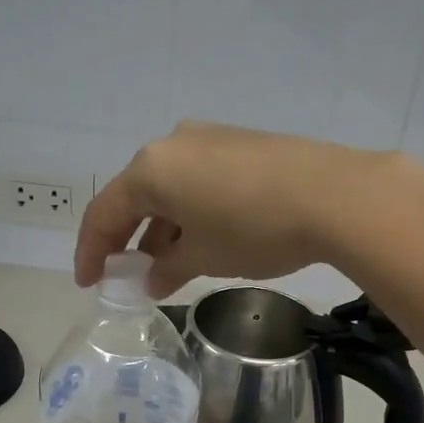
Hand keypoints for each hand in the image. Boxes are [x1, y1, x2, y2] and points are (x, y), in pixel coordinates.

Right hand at [74, 121, 397, 295]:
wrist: (335, 195)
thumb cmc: (254, 229)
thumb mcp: (204, 257)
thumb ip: (168, 268)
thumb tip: (151, 279)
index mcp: (151, 169)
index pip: (105, 213)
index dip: (92, 251)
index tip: (89, 283)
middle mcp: (173, 144)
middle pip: (136, 196)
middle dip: (129, 238)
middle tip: (125, 274)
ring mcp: (210, 139)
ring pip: (170, 188)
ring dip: (163, 227)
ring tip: (167, 267)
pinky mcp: (241, 144)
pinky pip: (199, 180)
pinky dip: (191, 212)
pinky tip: (203, 239)